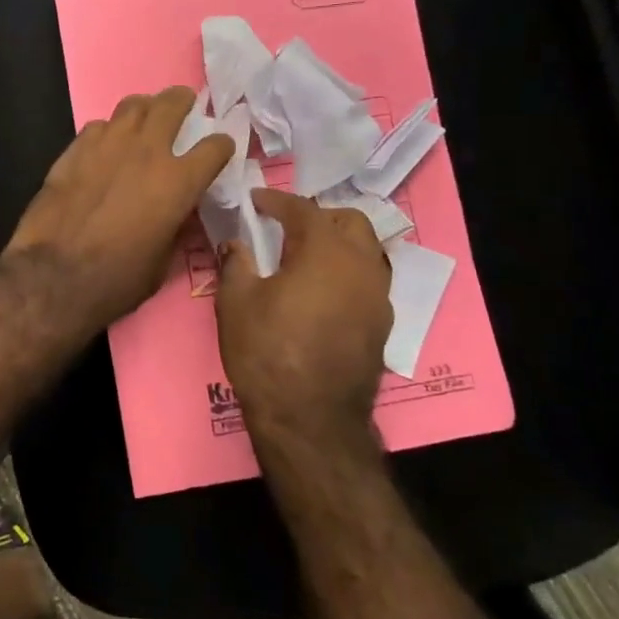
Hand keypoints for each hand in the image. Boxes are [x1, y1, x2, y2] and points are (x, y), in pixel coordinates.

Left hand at [3, 87, 234, 332]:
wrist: (54, 276)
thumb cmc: (116, 280)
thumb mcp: (163, 261)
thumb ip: (176, 227)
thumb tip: (179, 212)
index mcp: (178, 181)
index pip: (216, 146)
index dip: (221, 146)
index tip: (218, 151)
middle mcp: (147, 151)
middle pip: (173, 104)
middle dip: (183, 102)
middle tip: (183, 109)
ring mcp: (108, 144)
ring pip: (133, 105)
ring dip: (145, 109)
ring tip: (144, 120)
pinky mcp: (74, 149)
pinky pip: (98, 126)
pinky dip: (108, 132)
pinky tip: (104, 147)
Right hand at [215, 189, 392, 466]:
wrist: (310, 418)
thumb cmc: (267, 351)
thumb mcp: (236, 302)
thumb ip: (236, 262)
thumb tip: (236, 244)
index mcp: (325, 251)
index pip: (303, 209)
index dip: (276, 201)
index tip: (256, 200)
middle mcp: (361, 265)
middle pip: (350, 221)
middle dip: (319, 216)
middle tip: (287, 227)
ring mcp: (378, 297)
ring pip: (367, 251)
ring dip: (339, 244)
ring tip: (307, 257)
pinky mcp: (382, 326)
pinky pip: (368, 282)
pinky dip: (347, 273)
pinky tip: (323, 293)